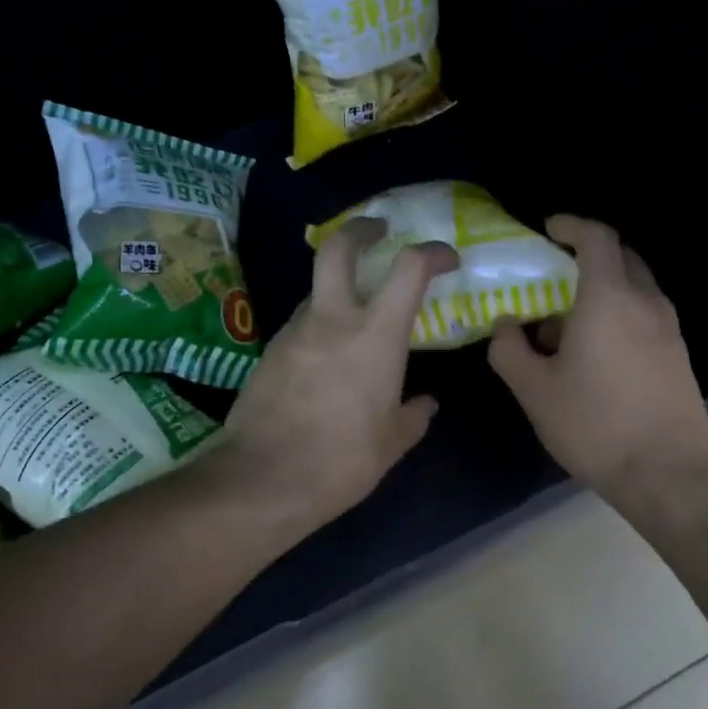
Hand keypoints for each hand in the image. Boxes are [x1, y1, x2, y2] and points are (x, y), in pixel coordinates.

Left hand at [211, 219, 458, 534]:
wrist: (263, 479)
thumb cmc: (341, 460)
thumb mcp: (391, 443)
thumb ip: (414, 416)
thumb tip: (427, 405)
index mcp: (375, 335)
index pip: (408, 268)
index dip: (431, 252)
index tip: (445, 259)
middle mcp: (333, 319)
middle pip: (339, 248)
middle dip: (361, 229)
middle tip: (378, 230)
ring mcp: (294, 331)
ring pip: (317, 290)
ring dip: (338, 290)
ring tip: (354, 319)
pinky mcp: (269, 350)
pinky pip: (301, 324)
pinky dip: (318, 326)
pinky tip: (324, 359)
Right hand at [488, 215, 707, 502]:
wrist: (670, 475)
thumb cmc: (596, 425)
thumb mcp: (534, 391)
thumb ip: (510, 350)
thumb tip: (505, 326)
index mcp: (607, 298)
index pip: (596, 237)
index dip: (570, 225)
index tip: (547, 230)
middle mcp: (644, 302)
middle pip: (620, 256)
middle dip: (585, 255)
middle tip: (552, 275)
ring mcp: (668, 329)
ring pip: (634, 287)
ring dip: (601, 289)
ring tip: (566, 323)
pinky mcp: (677, 354)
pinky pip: (644, 314)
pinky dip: (618, 313)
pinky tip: (595, 353)